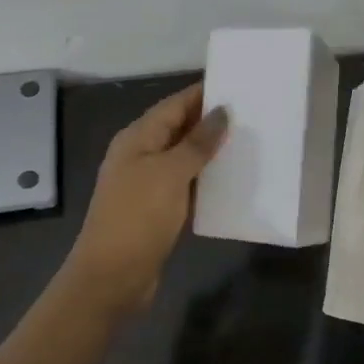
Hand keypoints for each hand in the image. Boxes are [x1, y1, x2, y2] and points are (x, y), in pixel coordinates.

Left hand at [64, 84, 227, 314]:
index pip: (174, 105)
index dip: (203, 94)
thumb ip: (197, 142)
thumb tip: (222, 112)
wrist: (112, 277)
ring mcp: (147, 183)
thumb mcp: (170, 174)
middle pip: (178, 129)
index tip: (238, 86)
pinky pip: (185, 184)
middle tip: (252, 115)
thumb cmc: (138, 217)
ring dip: (211, 151)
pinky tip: (231, 181)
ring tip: (248, 143)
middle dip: (211, 121)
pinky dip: (206, 180)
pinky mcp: (157, 209)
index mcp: (137, 138)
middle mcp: (140, 155)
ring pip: (184, 158)